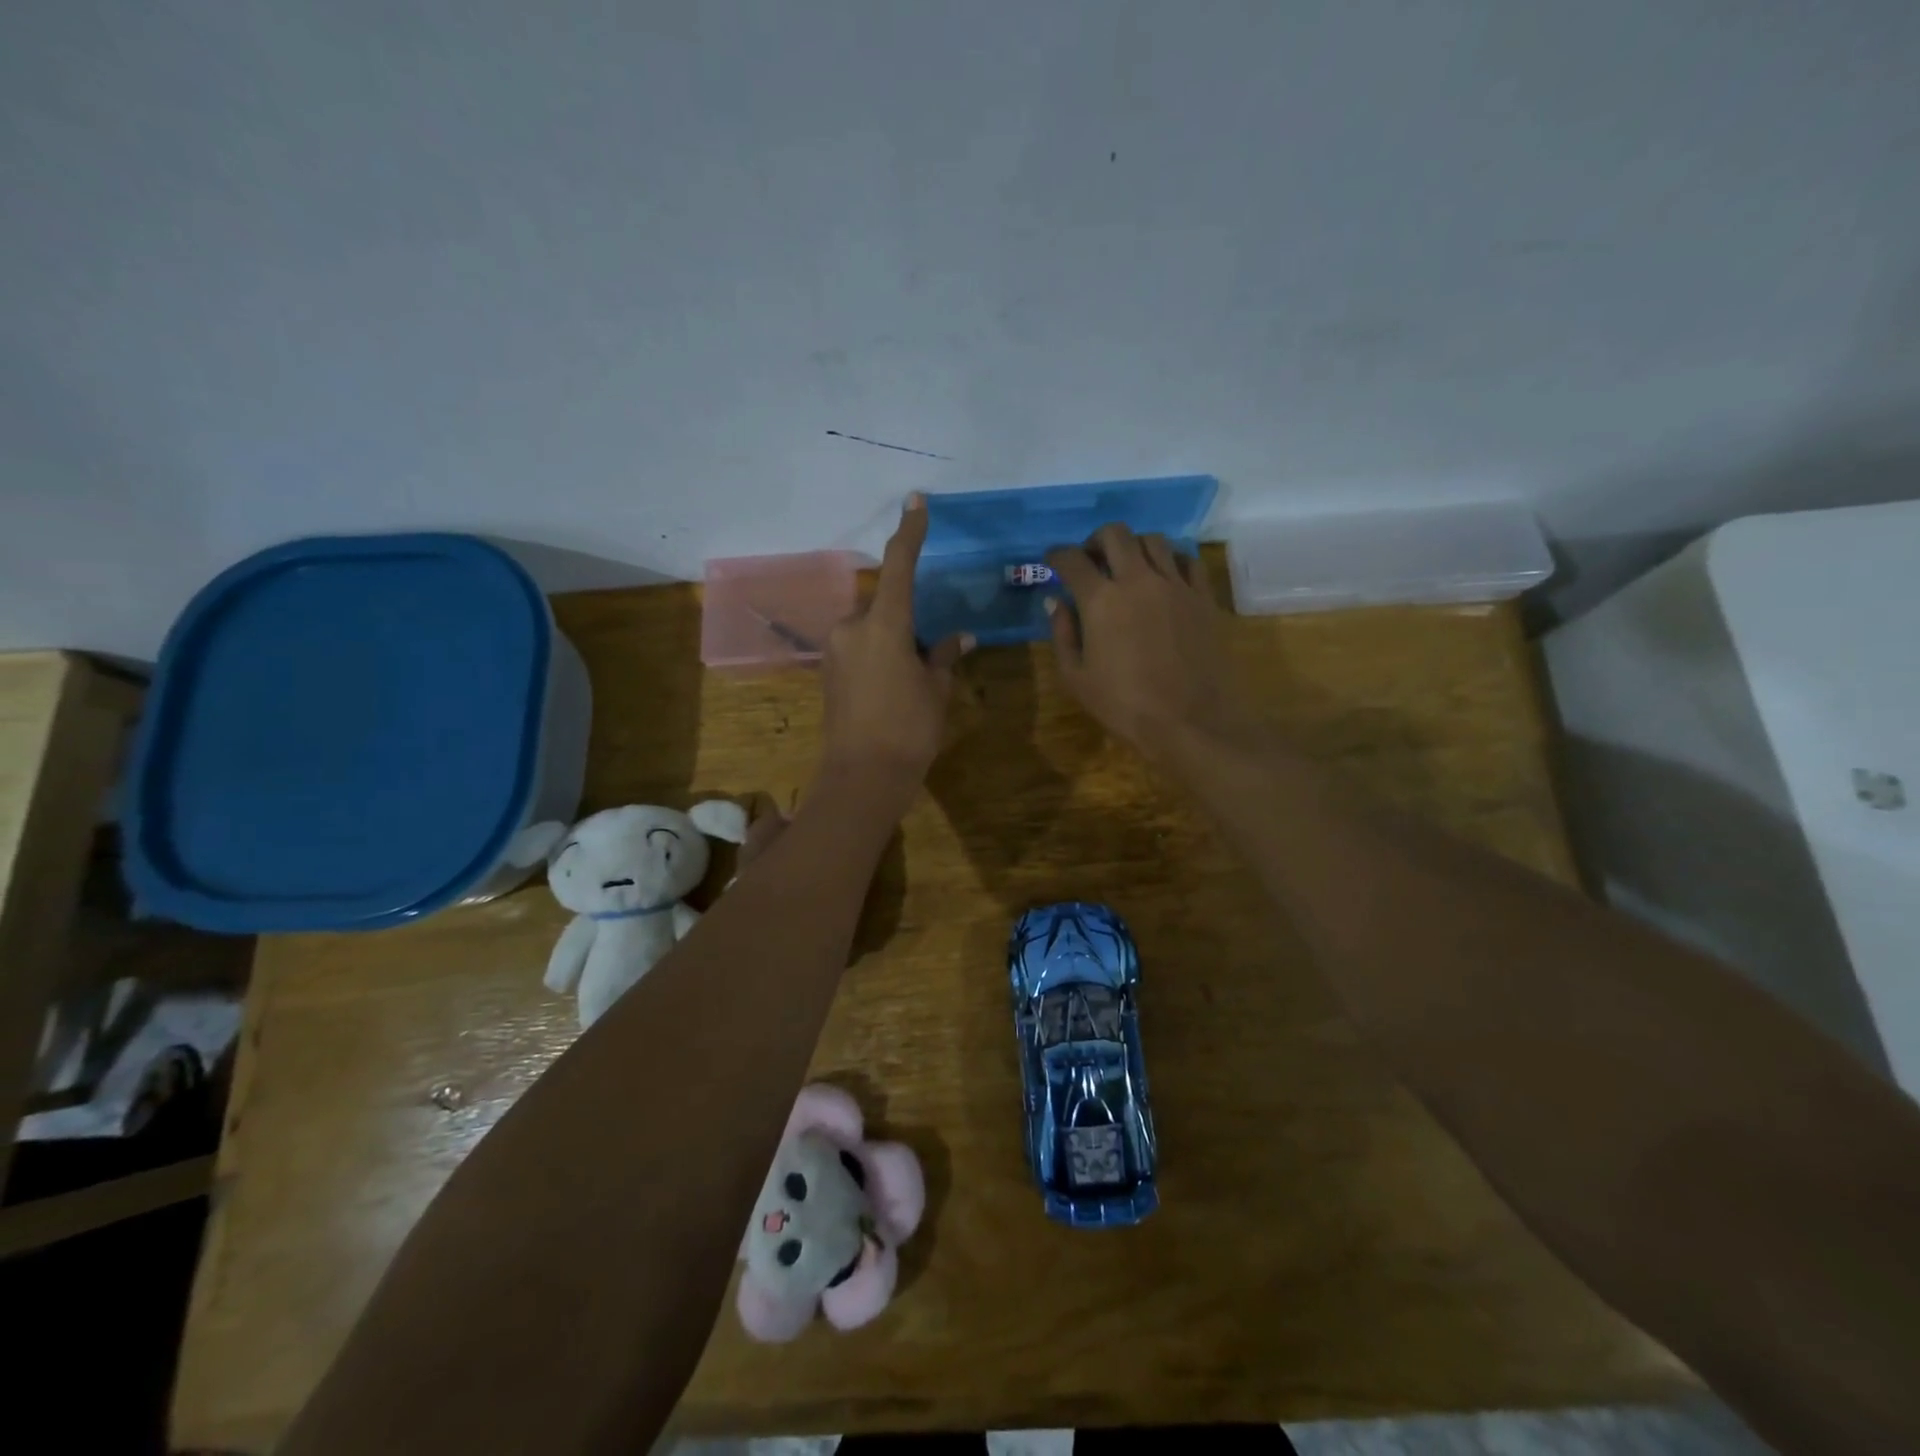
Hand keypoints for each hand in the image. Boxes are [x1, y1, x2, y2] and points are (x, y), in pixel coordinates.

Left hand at [817, 494, 971, 801]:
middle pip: (883, 602)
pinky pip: (857, 646)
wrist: (862, 777)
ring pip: (869, 626)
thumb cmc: (909, 729)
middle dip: (905, 615)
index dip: (910, 532)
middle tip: (929, 649)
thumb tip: (959, 637)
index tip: (916, 501)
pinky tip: (892, 685)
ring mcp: (834, 649)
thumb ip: (945, 656)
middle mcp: (851, 627)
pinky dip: (877, 653)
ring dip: (891, 636)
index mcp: (884, 624)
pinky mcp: (827, 670)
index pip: (899, 566)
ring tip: (913, 675)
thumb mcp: (936, 690)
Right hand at [1046, 524, 1248, 758]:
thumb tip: (1056, 601)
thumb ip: (1062, 633)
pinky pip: (1187, 560)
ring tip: (1129, 566)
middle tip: (1091, 559)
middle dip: (1095, 540)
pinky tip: (1164, 577)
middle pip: (1114, 534)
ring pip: (1153, 540)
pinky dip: (1170, 560)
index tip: (1052, 561)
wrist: (1191, 721)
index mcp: (1101, 600)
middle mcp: (1138, 580)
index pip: (1072, 560)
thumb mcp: (1077, 678)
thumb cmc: (1124, 705)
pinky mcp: (1203, 597)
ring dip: (1133, 546)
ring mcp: (1176, 585)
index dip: (1057, 556)